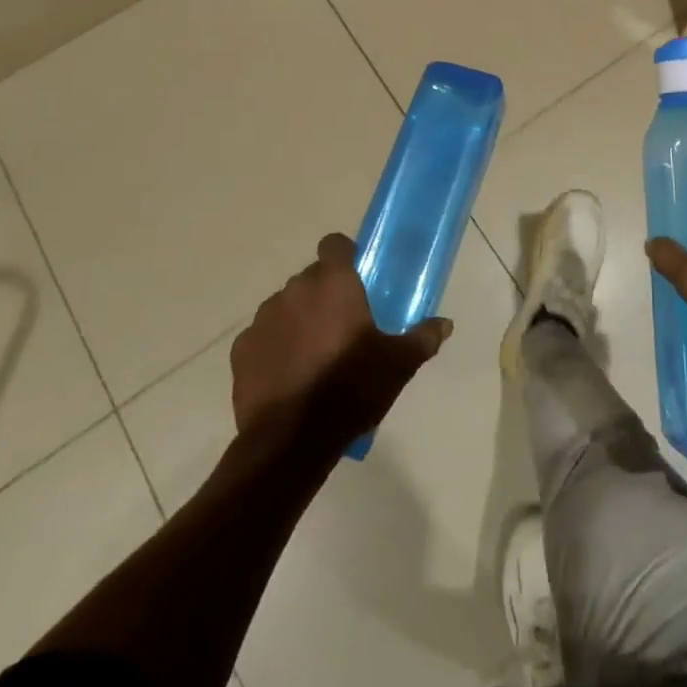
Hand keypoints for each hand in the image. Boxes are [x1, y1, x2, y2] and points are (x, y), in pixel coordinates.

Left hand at [231, 234, 451, 449]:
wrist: (292, 442)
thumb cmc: (351, 389)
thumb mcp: (398, 365)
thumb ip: (422, 338)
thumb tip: (444, 324)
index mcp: (334, 284)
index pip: (334, 244)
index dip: (344, 255)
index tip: (356, 276)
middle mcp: (295, 290)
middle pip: (311, 277)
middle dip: (324, 293)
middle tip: (342, 324)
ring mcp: (263, 319)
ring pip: (285, 306)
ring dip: (298, 318)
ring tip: (313, 353)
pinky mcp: (241, 350)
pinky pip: (262, 336)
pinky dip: (274, 346)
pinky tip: (288, 374)